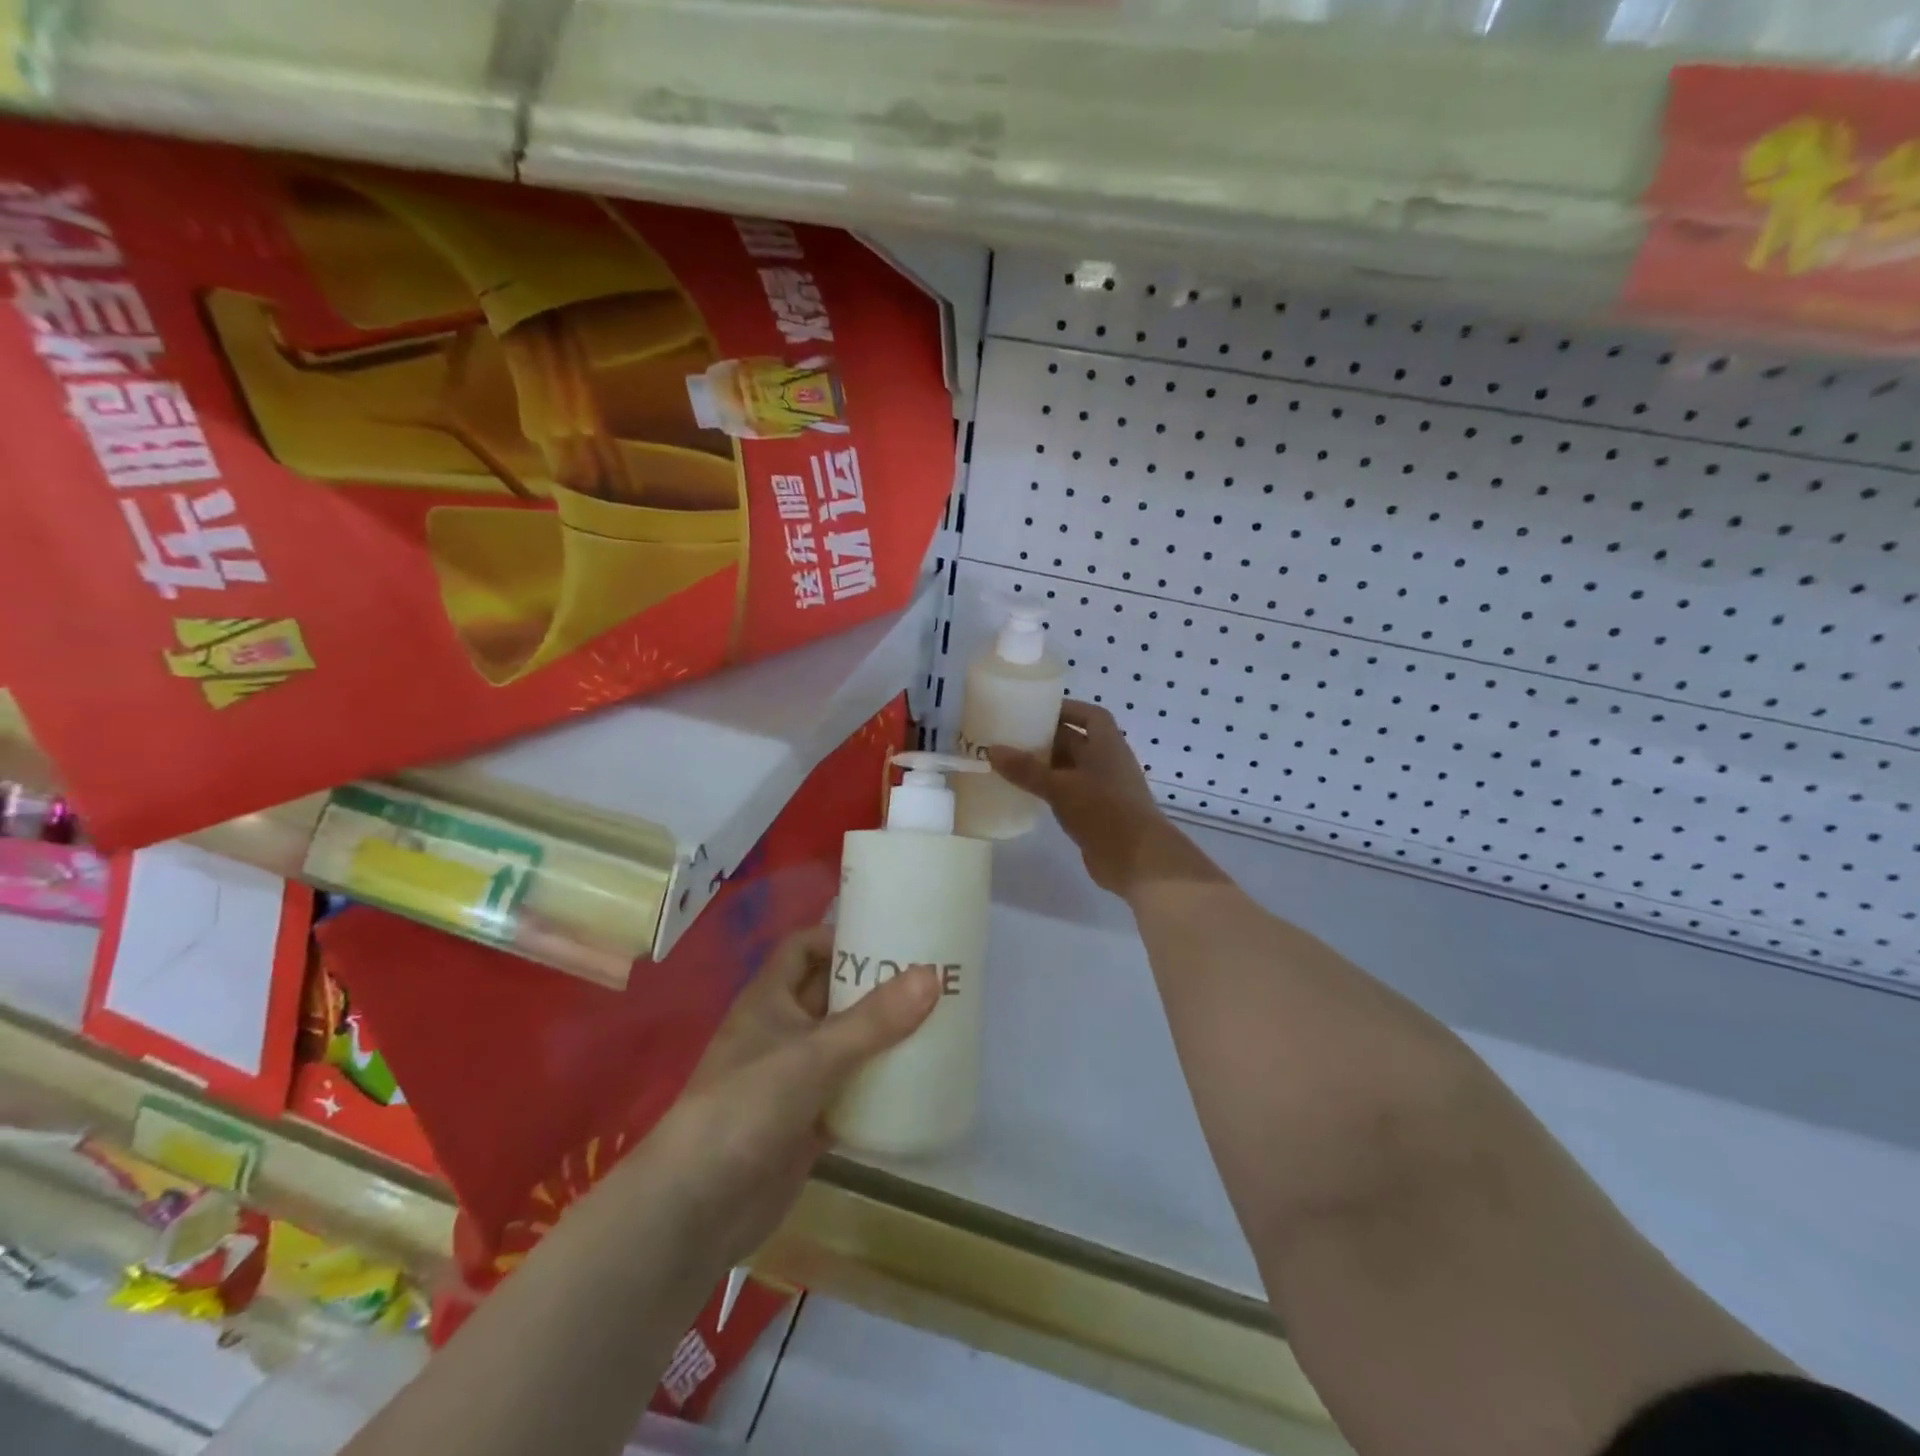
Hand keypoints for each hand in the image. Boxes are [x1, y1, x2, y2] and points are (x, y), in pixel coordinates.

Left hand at [635, 926, 938, 1269]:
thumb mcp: (813, 1055)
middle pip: (832, 993)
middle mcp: (782, 1030)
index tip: (891, 938)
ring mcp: (794, 1078)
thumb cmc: (747, 1107)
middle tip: (932, 977)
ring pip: (845, 1043)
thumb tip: (933, 974)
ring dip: (882, 1035)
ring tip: (936, 1021)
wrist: (696, 1209)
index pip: (804, 947)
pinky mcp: (808, 1121)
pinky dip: (878, 1084)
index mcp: (771, 998)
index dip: (841, 937)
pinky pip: (851, 1090)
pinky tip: (918, 1081)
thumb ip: (874, 1019)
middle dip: (875, 985)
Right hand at [988, 700, 1216, 897]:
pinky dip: (1052, 791)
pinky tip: (1028, 795)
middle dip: (1048, 738)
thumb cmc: (1104, 811)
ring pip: (1072, 770)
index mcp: (1107, 745)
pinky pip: (1071, 794)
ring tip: (1012, 764)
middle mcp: (1108, 763)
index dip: (1067, 710)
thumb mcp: (1060, 787)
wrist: (1138, 860)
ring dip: (1047, 767)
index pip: (1090, 716)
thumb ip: (1026, 770)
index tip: (1037, 710)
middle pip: (1077, 742)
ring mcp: (1105, 790)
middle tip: (1013, 737)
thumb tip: (992, 750)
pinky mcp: (1098, 815)